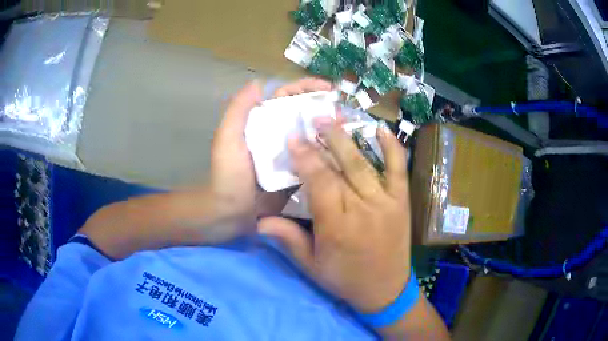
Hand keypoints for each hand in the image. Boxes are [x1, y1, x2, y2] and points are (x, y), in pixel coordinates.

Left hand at [209, 78, 331, 220]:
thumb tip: (259, 82)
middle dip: (323, 108)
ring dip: (328, 130)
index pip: (285, 97)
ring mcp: (287, 155)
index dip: (305, 88)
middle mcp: (276, 134)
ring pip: (311, 136)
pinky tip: (342, 152)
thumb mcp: (227, 139)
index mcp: (260, 122)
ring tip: (347, 128)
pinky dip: (326, 154)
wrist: (231, 214)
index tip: (328, 88)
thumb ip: (239, 110)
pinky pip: (313, 159)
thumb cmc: (227, 175)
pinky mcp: (295, 173)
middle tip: (343, 112)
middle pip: (303, 114)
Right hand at [258, 122, 411, 312]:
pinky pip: (399, 170)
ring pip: (364, 165)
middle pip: (340, 168)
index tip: (294, 140)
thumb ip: (288, 240)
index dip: (306, 158)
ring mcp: (386, 202)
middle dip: (324, 141)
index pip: (319, 183)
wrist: (386, 290)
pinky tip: (382, 129)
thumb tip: (259, 220)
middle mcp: (362, 209)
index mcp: (337, 226)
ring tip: (333, 119)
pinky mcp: (401, 202)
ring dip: (348, 139)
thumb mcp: (312, 266)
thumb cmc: (345, 279)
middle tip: (312, 118)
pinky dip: (392, 148)